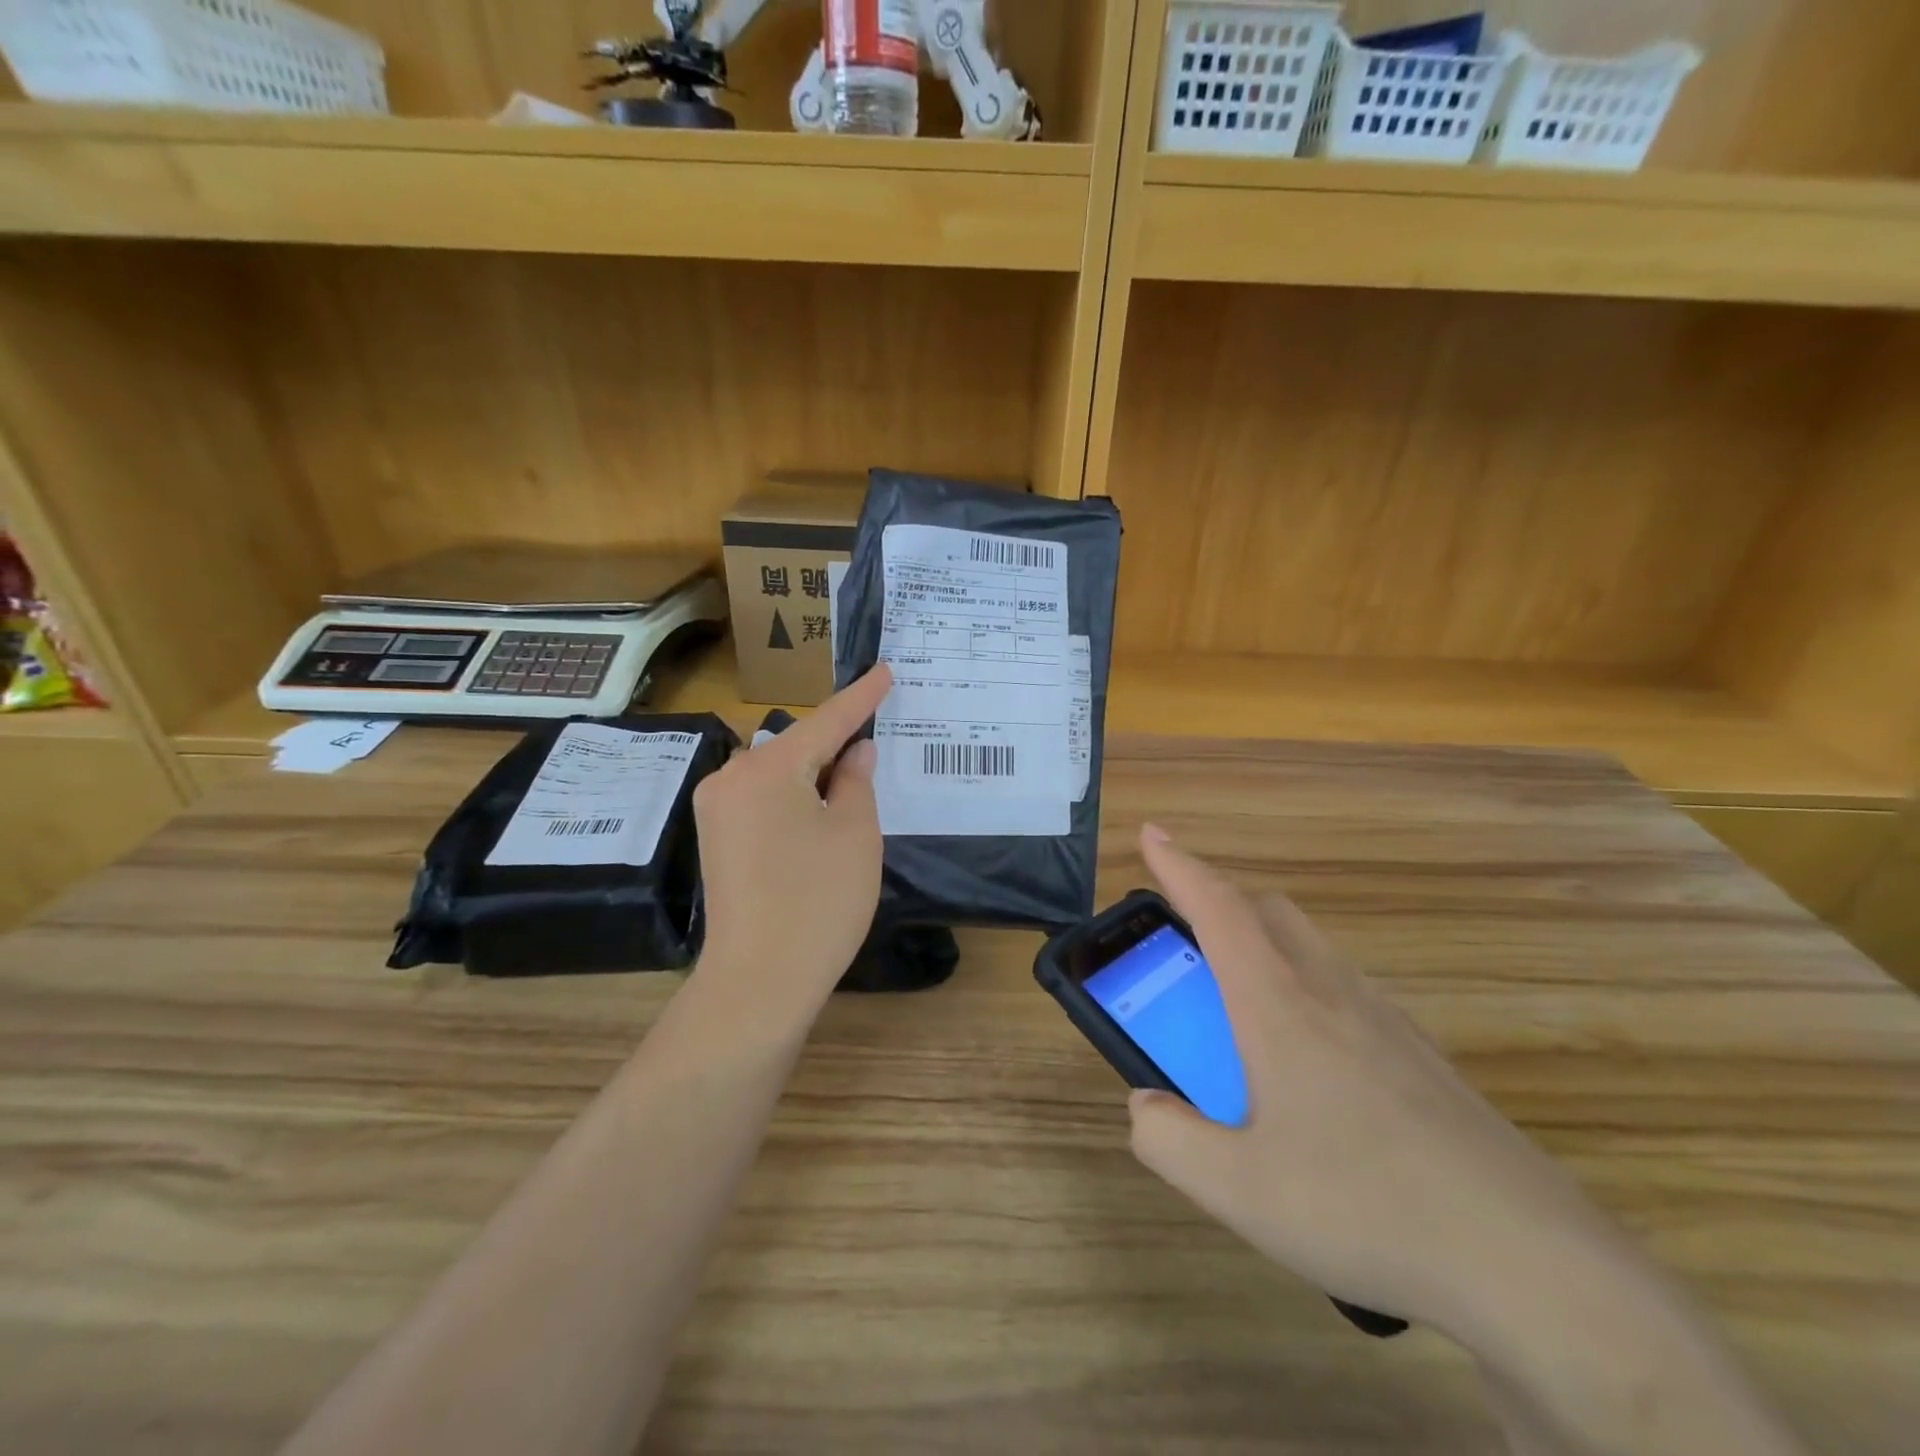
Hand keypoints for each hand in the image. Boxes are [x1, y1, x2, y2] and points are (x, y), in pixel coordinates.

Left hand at [692, 666, 890, 1018]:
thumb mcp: (855, 834)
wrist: (758, 982)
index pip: (826, 721)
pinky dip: (794, 796)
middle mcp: (731, 777)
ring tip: (852, 782)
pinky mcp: (715, 838)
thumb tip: (855, 752)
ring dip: (814, 773)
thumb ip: (856, 781)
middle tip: (876, 739)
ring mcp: (716, 809)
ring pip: (778, 773)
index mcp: (767, 769)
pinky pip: (761, 798)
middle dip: (836, 743)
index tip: (884, 671)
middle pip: (796, 746)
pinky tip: (819, 811)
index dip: (861, 697)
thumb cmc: (818, 903)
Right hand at [1127, 823, 1629, 1343]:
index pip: (1218, 909)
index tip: (1152, 832)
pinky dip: (1304, 988)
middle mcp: (1332, 993)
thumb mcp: (1238, 1190)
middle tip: (1185, 938)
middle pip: (1268, 911)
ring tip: (1238, 1007)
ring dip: (1262, 945)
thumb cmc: (1366, 1208)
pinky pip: (1346, 989)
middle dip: (1219, 902)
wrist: (1534, 1265)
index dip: (1179, 866)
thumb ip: (1168, 1140)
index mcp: (1279, 1006)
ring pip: (1310, 947)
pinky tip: (1307, 1064)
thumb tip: (1144, 1106)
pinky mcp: (1422, 1056)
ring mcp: (1386, 1020)